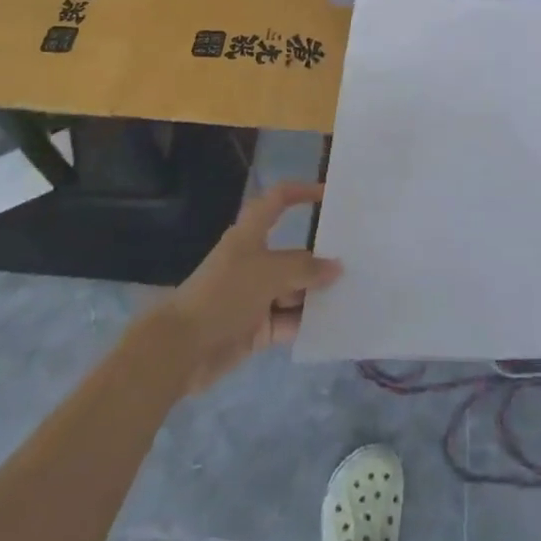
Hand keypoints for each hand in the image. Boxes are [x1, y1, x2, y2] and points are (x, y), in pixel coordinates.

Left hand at [160, 182, 340, 392]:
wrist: (182, 349)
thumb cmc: (225, 294)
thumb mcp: (270, 273)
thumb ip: (306, 269)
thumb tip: (336, 268)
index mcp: (251, 235)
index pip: (278, 200)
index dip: (301, 192)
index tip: (329, 195)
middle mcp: (255, 261)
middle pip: (293, 252)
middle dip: (321, 256)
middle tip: (358, 257)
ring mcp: (255, 296)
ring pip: (294, 289)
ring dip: (317, 293)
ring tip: (354, 293)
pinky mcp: (256, 328)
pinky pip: (288, 321)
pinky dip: (306, 322)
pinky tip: (334, 324)